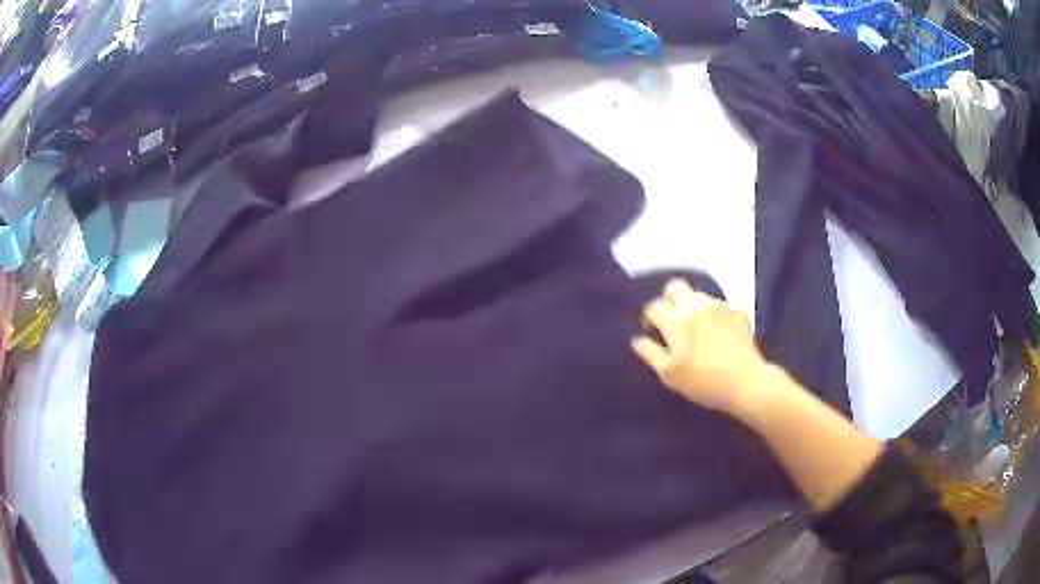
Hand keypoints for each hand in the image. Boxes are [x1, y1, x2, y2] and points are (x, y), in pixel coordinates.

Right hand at [631, 279, 768, 412]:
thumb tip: (637, 340)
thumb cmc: (702, 381)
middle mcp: (696, 305)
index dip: (649, 319)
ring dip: (691, 307)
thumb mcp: (669, 374)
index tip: (653, 333)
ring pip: (698, 295)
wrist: (745, 382)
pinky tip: (717, 334)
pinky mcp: (737, 312)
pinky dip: (713, 316)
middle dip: (669, 300)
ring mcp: (719, 306)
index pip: (654, 307)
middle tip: (671, 323)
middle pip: (675, 287)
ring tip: (695, 330)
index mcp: (676, 319)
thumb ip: (650, 353)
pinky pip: (719, 307)